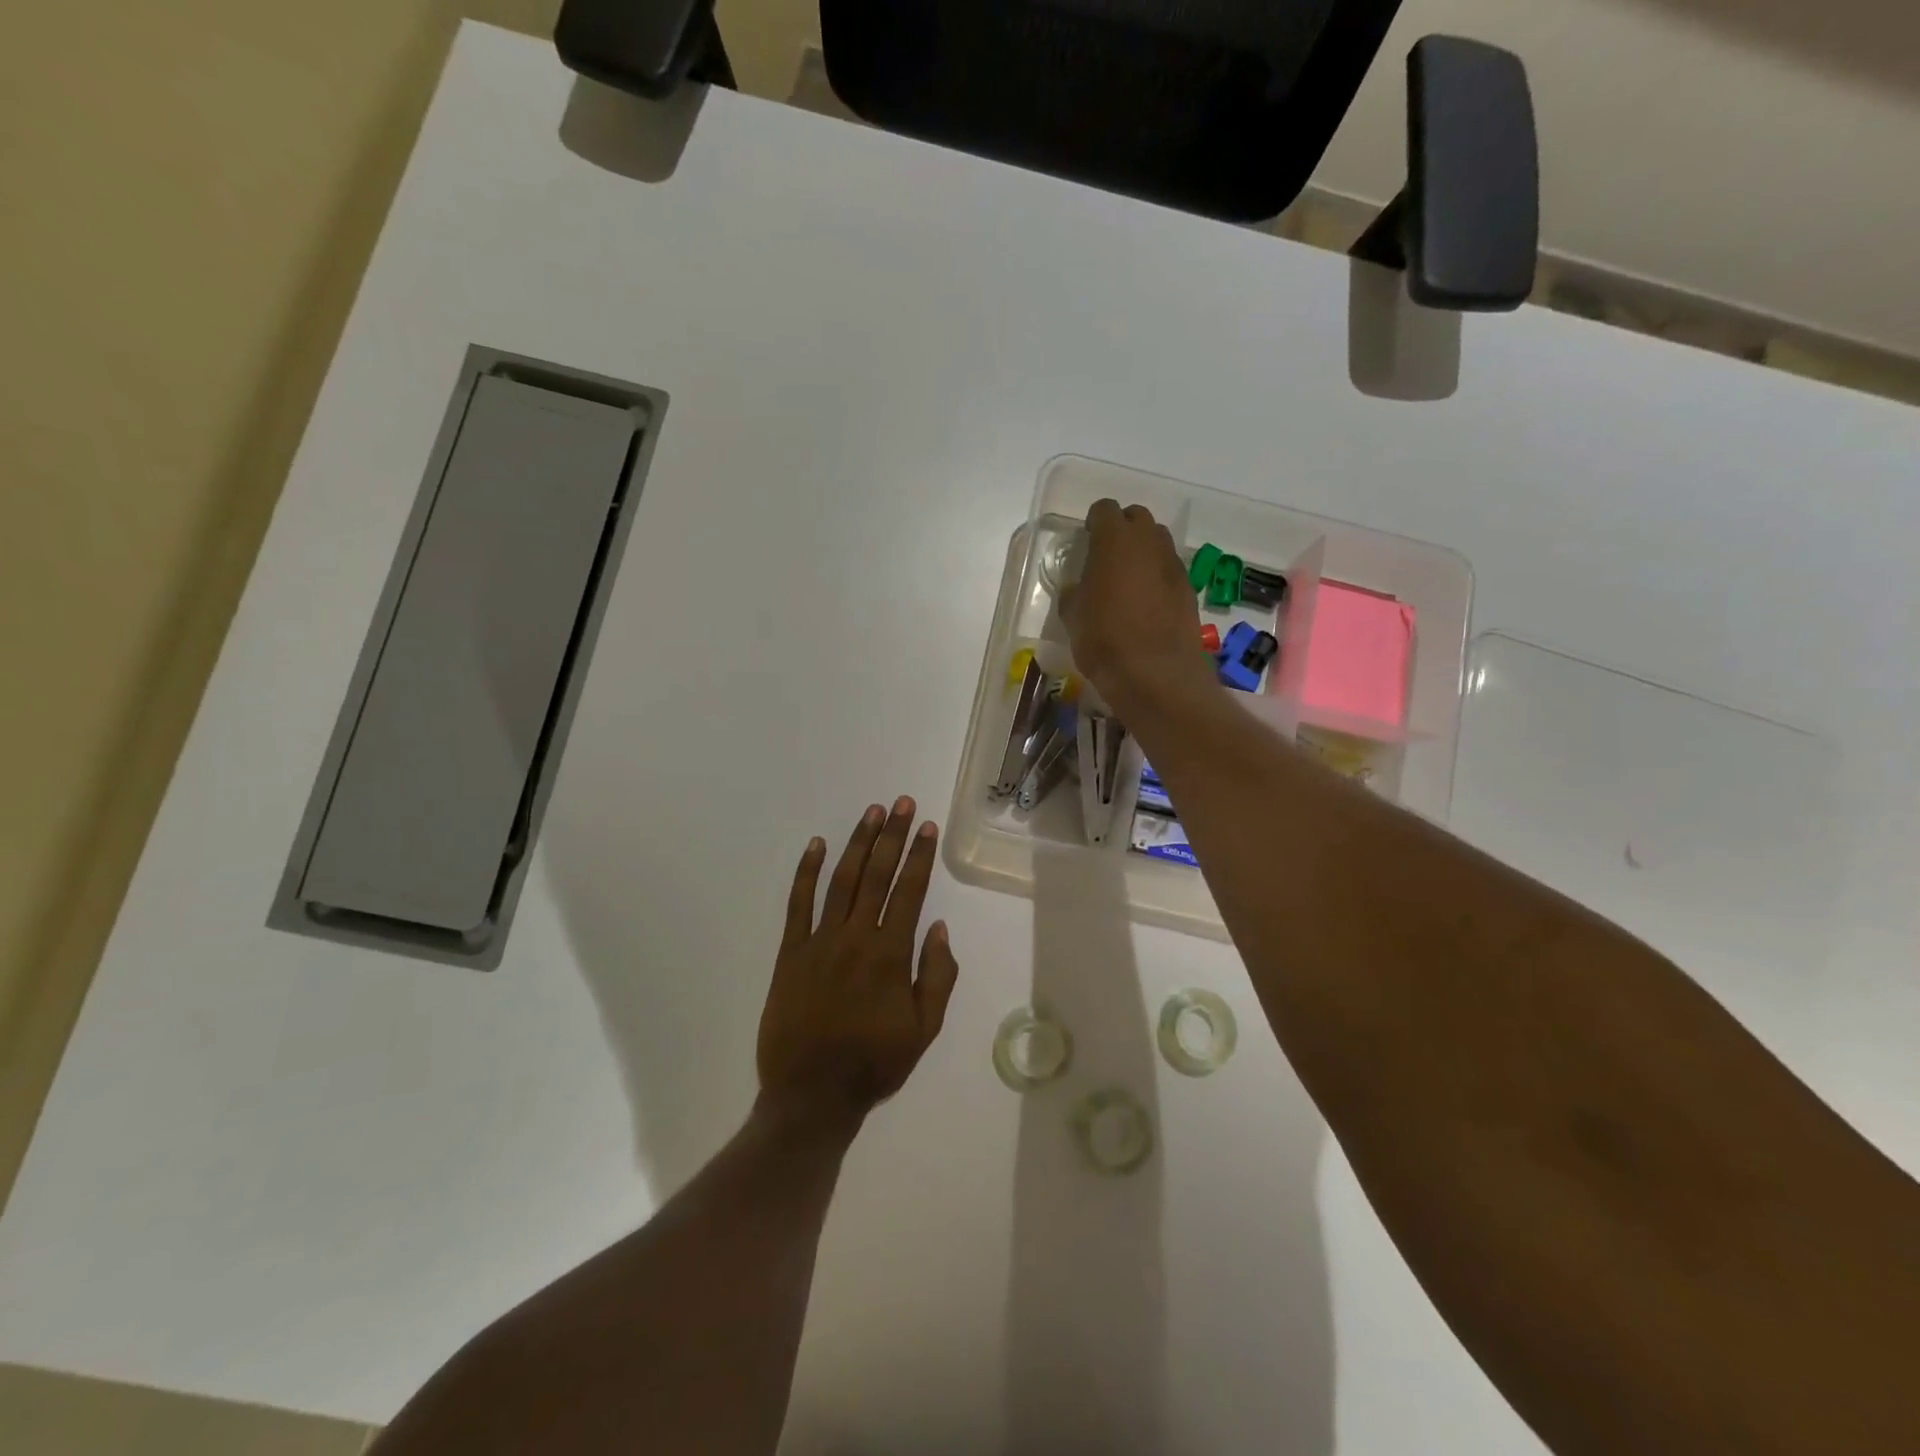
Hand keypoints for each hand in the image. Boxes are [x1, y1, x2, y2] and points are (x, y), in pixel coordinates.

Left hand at [757, 797, 959, 1127]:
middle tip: (901, 803)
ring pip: (841, 880)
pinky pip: (798, 904)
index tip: (926, 826)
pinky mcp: (790, 952)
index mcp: (890, 955)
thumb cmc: (874, 1064)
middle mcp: (855, 937)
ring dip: (858, 843)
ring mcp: (819, 941)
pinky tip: (816, 845)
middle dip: (892, 835)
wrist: (811, 1095)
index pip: (908, 891)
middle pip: (877, 875)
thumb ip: (936, 976)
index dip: (919, 856)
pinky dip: (806, 872)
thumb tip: (937, 926)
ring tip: (871, 812)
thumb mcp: (923, 1030)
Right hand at [1061, 499, 1214, 713]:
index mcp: (1114, 540)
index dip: (1094, 522)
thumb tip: (1079, 587)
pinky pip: (1169, 570)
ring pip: (1158, 542)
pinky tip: (1147, 603)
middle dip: (1122, 530)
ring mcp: (1173, 564)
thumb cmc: (1104, 640)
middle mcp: (1149, 542)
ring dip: (1143, 552)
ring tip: (1128, 580)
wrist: (1155, 674)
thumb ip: (1074, 592)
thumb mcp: (1072, 616)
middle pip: (1137, 518)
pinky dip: (1158, 577)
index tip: (1086, 540)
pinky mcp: (1189, 589)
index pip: (1104, 510)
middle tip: (1107, 557)